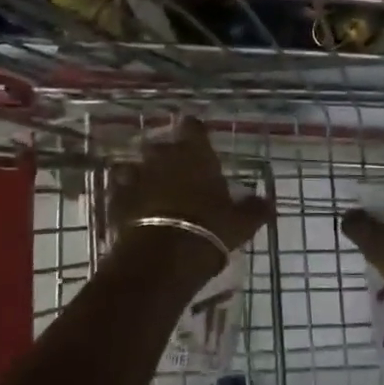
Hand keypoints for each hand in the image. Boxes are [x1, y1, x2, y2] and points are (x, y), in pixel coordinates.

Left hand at [109, 117, 272, 262]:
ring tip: (150, 189)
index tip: (196, 138)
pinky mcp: (115, 199)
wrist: (162, 258)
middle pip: (159, 144)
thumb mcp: (241, 223)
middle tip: (175, 170)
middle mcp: (162, 156)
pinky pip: (119, 190)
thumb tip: (268, 202)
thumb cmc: (208, 230)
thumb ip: (254, 209)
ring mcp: (135, 176)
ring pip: (134, 165)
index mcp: (194, 153)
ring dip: (141, 174)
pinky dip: (125, 196)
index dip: (193, 130)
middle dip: (165, 154)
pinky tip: (132, 208)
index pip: (191, 126)